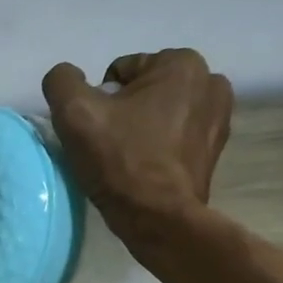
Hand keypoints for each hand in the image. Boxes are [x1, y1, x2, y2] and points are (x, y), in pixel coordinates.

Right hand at [41, 49, 234, 242]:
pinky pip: (176, 140)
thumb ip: (62, 82)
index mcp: (182, 62)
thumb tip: (67, 77)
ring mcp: (219, 119)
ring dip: (143, 131)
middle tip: (111, 148)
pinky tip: (146, 172)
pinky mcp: (215, 152)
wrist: (159, 220)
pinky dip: (160, 149)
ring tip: (128, 161)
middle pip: (144, 93)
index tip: (99, 132)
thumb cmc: (121, 162)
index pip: (121, 73)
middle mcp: (210, 82)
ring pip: (161, 116)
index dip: (100, 102)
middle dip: (125, 114)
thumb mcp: (75, 114)